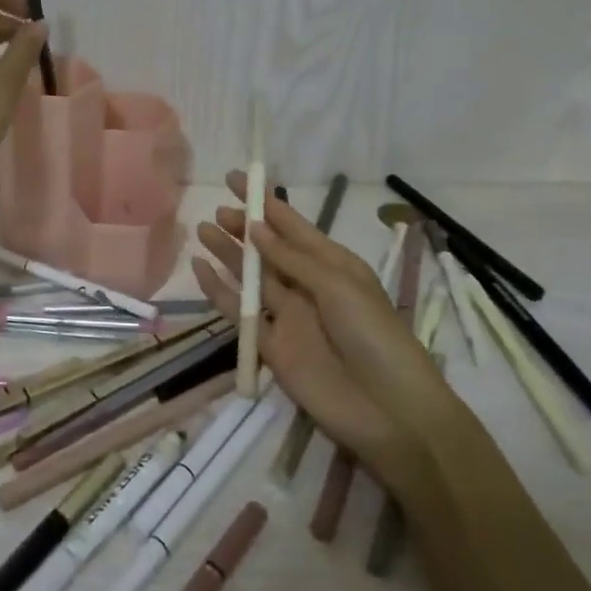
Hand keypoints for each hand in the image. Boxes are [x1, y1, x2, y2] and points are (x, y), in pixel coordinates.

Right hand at [192, 172, 454, 489]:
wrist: (390, 411)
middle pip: (268, 250)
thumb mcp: (339, 286)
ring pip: (251, 278)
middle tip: (217, 210)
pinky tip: (201, 271)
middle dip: (243, 228)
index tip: (237, 179)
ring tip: (203, 230)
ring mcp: (288, 317)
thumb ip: (293, 259)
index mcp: (332, 265)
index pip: (292, 226)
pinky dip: (220, 293)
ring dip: (228, 254)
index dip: (265, 202)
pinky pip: (240, 314)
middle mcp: (307, 285)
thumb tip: (255, 227)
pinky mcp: (272, 347)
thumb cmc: (375, 336)